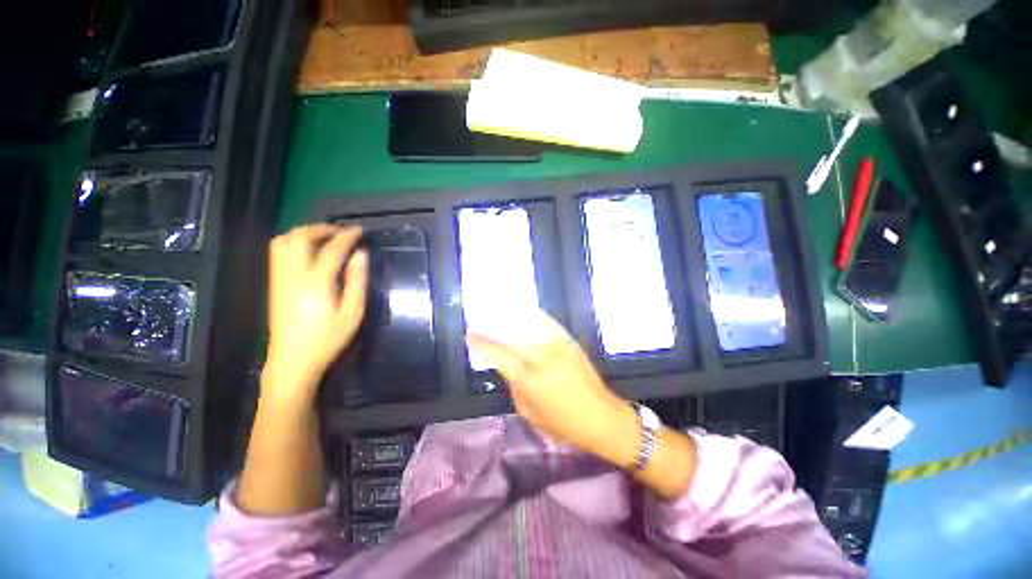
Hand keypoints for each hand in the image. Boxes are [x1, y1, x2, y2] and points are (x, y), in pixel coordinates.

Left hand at [263, 224, 367, 404]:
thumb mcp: (352, 313)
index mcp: (316, 283)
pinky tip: (309, 254)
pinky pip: (278, 253)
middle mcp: (293, 275)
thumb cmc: (328, 339)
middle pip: (299, 237)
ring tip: (325, 239)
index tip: (360, 230)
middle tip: (341, 232)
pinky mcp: (274, 285)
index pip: (331, 249)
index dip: (347, 236)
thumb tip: (361, 255)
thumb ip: (356, 281)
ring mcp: (279, 279)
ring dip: (305, 234)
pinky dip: (294, 243)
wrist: (292, 361)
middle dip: (321, 229)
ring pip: (283, 242)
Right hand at [467, 311, 639, 466]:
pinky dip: (536, 316)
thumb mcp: (530, 414)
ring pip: (531, 326)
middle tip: (480, 321)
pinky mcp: (570, 343)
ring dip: (512, 317)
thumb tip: (508, 368)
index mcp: (531, 380)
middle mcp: (544, 358)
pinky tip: (527, 311)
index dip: (483, 343)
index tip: (470, 334)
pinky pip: (549, 324)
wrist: (601, 417)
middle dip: (494, 327)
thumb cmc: (563, 424)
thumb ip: (515, 387)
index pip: (500, 356)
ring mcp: (559, 347)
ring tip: (498, 310)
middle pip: (513, 336)